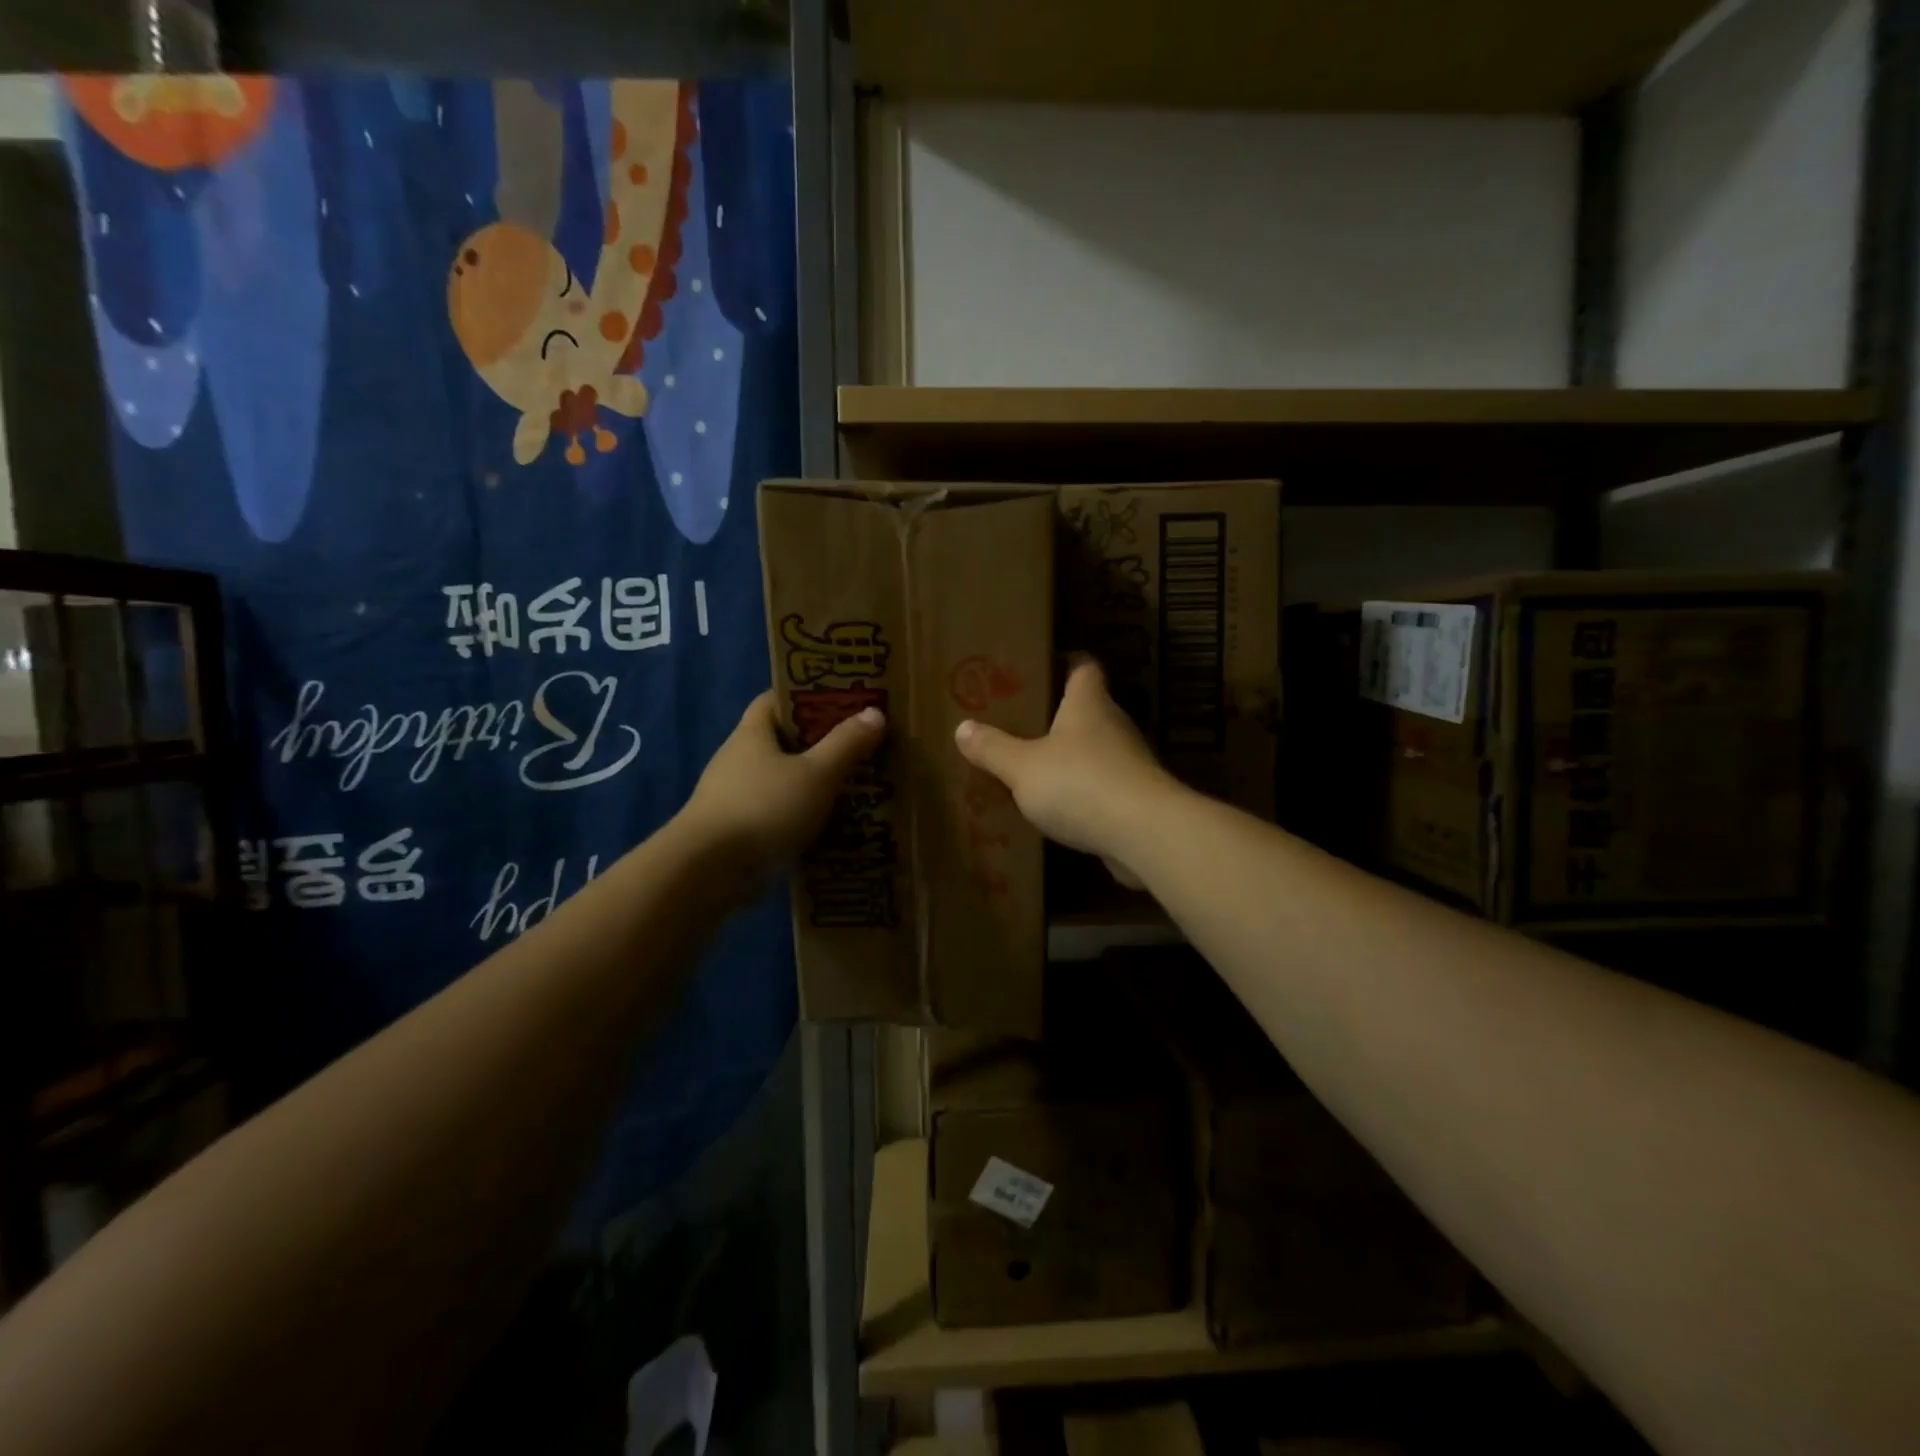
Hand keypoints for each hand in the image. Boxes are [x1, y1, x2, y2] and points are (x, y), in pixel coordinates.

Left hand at [682, 691, 884, 880]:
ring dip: (812, 784)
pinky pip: (777, 815)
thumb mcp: (817, 774)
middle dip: (818, 743)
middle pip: (781, 742)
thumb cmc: (764, 808)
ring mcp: (734, 798)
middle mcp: (738, 760)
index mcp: (752, 735)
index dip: (806, 696)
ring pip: (781, 781)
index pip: (774, 700)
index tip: (841, 702)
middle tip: (860, 747)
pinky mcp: (737, 832)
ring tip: (854, 788)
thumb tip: (875, 712)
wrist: (709, 872)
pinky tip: (830, 827)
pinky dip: (801, 817)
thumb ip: (847, 744)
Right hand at [954, 655, 1175, 887]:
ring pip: (1096, 750)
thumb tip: (962, 727)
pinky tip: (1058, 808)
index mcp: (1088, 704)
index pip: (1084, 667)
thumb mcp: (1022, 767)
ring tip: (1034, 767)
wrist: (1143, 833)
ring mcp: (1130, 763)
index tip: (1042, 665)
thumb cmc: (1079, 783)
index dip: (1066, 662)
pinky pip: (1103, 787)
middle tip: (1022, 721)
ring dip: (1071, 757)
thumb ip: (993, 748)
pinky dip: (1083, 792)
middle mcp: (1114, 725)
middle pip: (1088, 709)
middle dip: (1059, 714)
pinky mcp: (1136, 799)